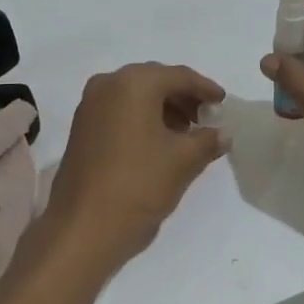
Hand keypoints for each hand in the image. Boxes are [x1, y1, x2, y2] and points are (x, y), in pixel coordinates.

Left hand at [42, 63, 227, 267]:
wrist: (84, 227)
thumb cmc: (139, 184)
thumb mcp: (183, 161)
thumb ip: (207, 141)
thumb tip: (222, 135)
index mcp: (134, 83)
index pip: (178, 76)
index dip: (205, 88)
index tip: (222, 102)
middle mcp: (108, 84)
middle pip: (154, 80)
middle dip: (182, 97)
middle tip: (206, 117)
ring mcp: (90, 105)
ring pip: (135, 95)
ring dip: (162, 108)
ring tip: (186, 133)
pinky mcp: (81, 127)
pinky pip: (119, 110)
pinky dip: (142, 118)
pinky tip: (159, 141)